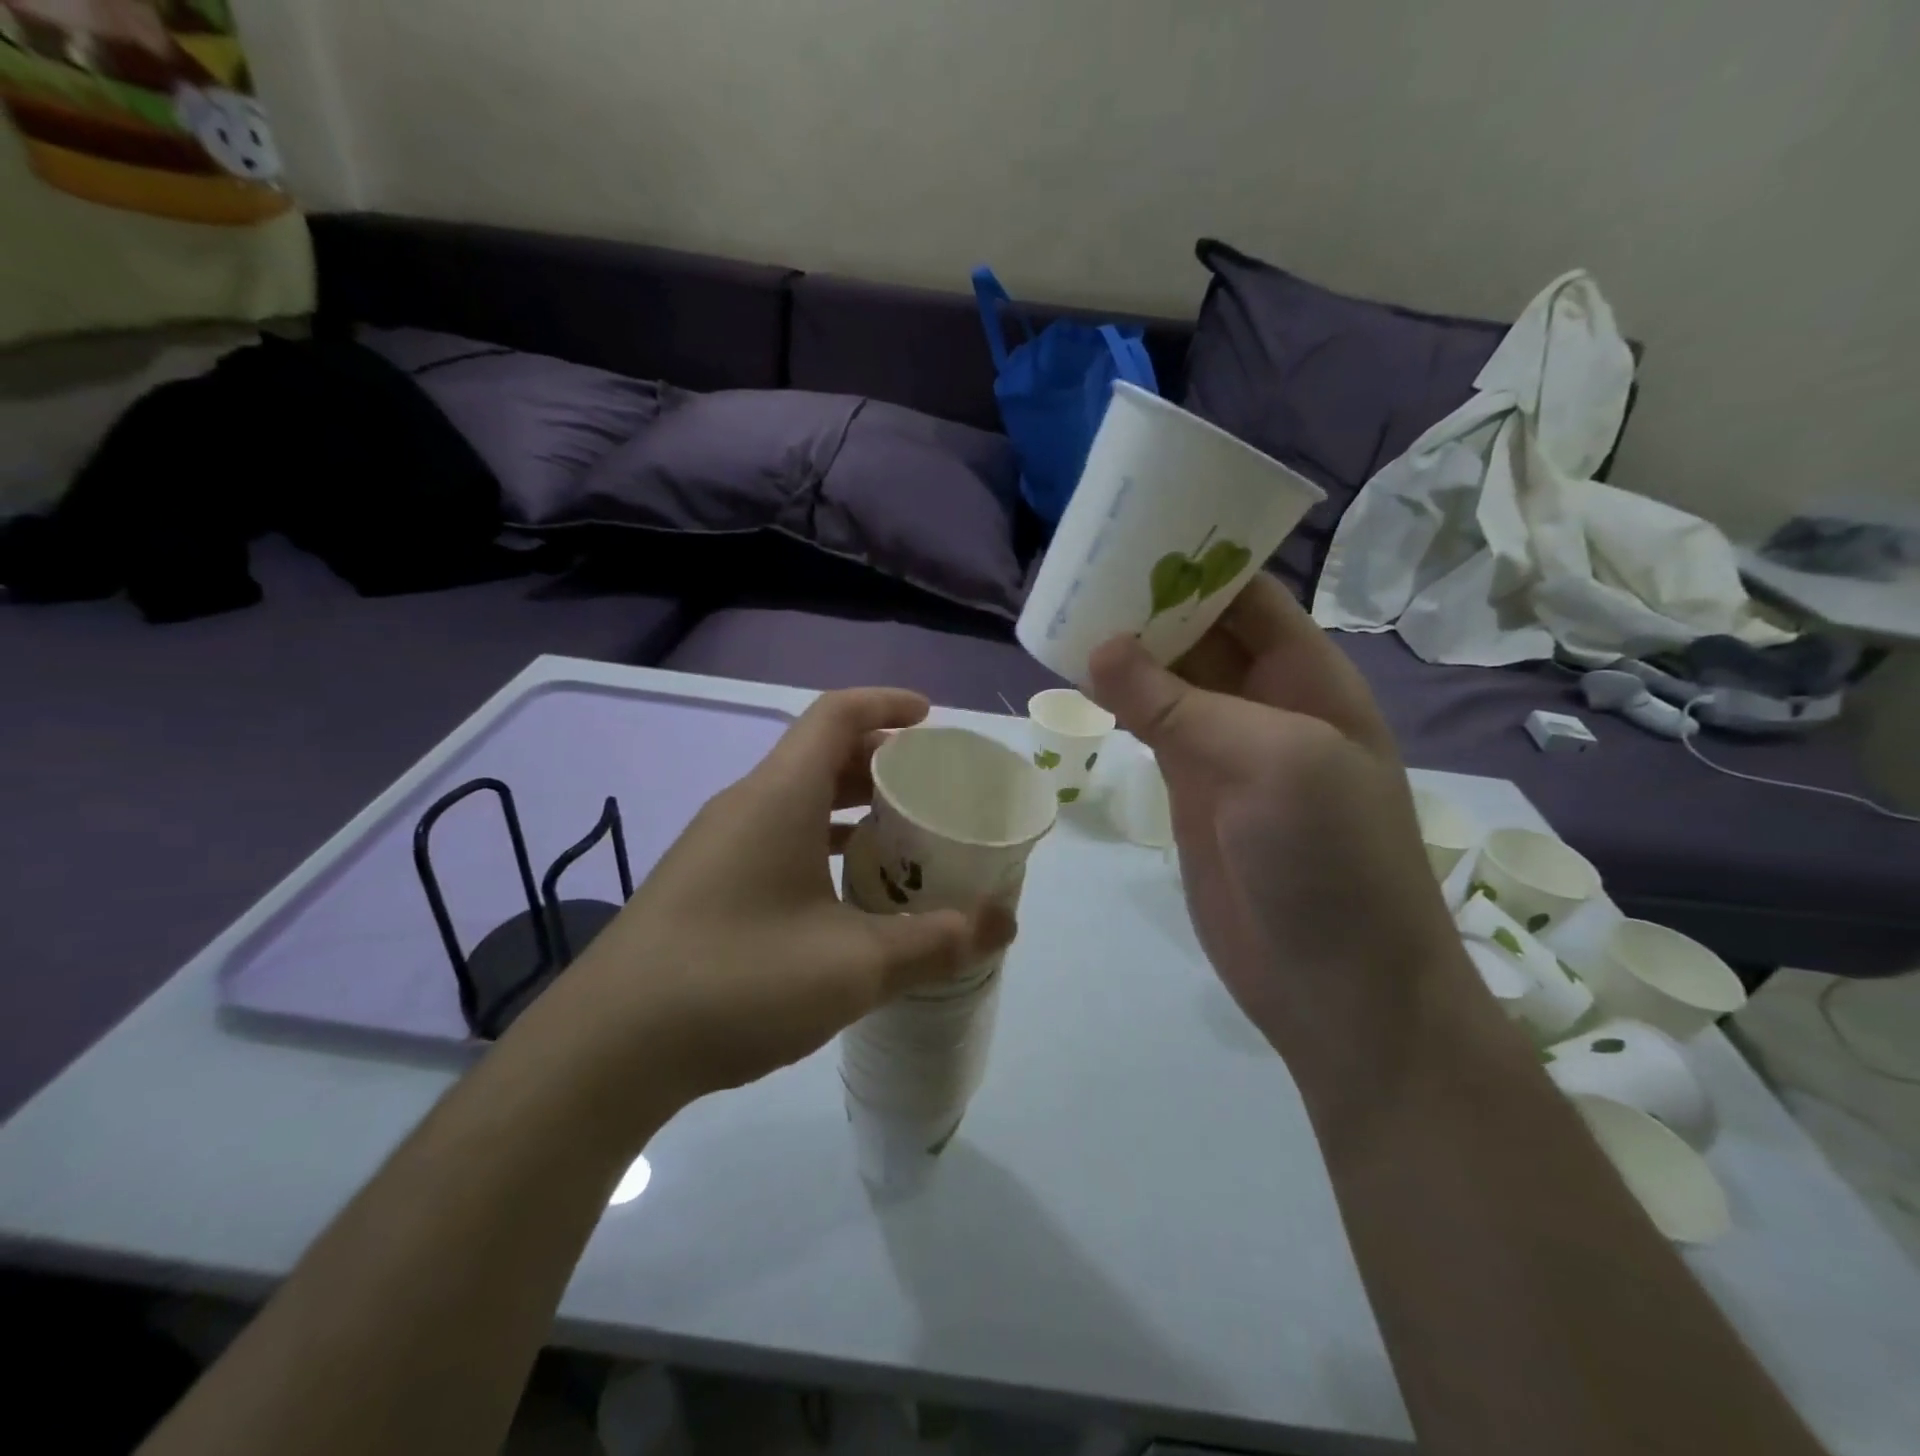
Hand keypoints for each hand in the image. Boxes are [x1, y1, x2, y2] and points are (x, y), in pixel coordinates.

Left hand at [545, 689, 1014, 1108]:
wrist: (608, 1049)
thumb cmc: (738, 980)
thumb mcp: (855, 965)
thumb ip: (937, 941)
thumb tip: (1005, 924)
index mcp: (779, 796)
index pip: (837, 715)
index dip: (887, 704)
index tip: (931, 718)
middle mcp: (745, 806)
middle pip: (820, 756)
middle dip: (880, 762)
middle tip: (931, 788)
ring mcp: (718, 846)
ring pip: (797, 801)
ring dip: (851, 809)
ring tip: (903, 840)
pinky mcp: (705, 885)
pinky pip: (776, 839)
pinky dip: (821, 846)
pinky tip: (847, 896)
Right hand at [1087, 575, 1471, 1110]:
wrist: (1337, 987)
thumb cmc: (1331, 861)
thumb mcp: (1273, 763)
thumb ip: (1183, 704)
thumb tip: (1102, 647)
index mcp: (1308, 678)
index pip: (1248, 596)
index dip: (1196, 561)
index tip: (1131, 534)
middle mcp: (1267, 702)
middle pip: (1202, 631)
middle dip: (1149, 601)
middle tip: (1078, 571)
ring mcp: (1225, 748)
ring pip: (1169, 679)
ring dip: (1127, 650)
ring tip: (1065, 615)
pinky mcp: (1190, 790)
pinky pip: (1150, 728)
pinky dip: (1117, 702)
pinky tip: (1078, 681)